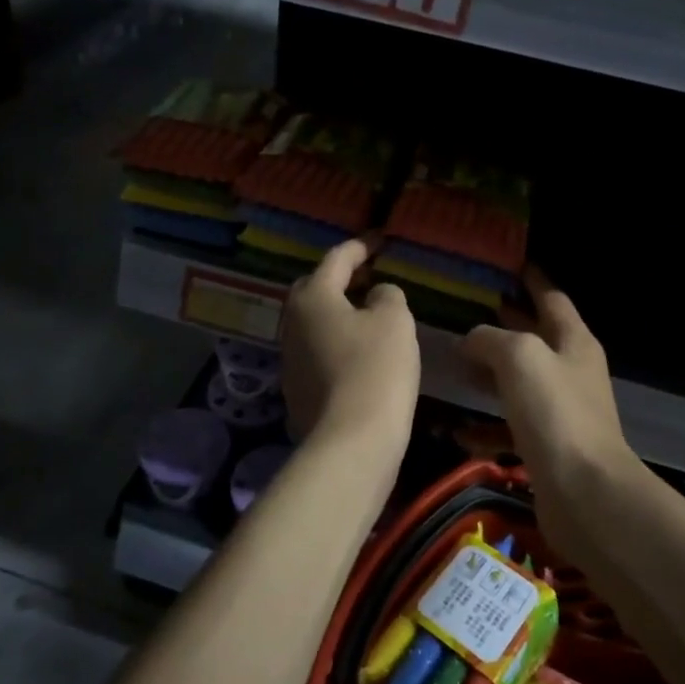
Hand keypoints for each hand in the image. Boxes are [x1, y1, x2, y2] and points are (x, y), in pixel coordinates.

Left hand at [280, 240, 419, 455]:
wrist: (351, 442)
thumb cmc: (375, 369)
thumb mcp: (395, 320)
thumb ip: (387, 295)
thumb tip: (376, 295)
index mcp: (312, 296)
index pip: (337, 259)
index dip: (361, 247)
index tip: (380, 241)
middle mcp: (291, 322)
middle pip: (315, 288)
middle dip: (340, 279)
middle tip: (368, 277)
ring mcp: (289, 358)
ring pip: (314, 322)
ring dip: (338, 313)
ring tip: (368, 314)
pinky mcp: (296, 389)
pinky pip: (317, 351)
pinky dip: (337, 343)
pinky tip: (360, 354)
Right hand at [459, 269, 632, 501]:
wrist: (584, 493)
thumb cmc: (555, 412)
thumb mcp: (519, 357)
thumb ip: (491, 338)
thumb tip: (470, 339)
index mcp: (573, 341)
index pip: (551, 298)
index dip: (532, 279)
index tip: (510, 264)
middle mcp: (570, 372)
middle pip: (534, 338)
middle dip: (504, 323)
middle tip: (468, 309)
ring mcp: (559, 412)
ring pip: (518, 383)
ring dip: (488, 375)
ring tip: (452, 364)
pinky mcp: (546, 447)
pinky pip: (509, 428)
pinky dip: (484, 426)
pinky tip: (456, 429)